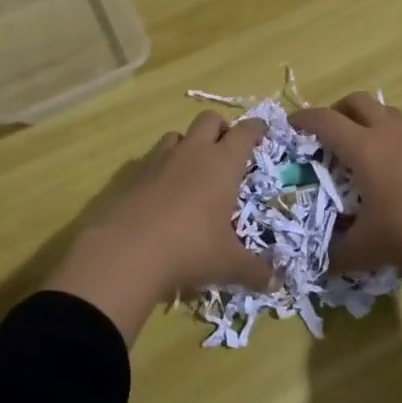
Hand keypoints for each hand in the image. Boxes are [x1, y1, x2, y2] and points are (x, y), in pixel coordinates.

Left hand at [44, 111, 272, 342]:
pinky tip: (164, 189)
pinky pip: (154, 157)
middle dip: (222, 128)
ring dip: (190, 143)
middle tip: (227, 150)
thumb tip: (276, 283)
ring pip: (179, 134)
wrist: (126, 252)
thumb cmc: (189, 249)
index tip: (262, 130)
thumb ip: (255, 271)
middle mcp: (193, 152)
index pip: (245, 132)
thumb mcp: (228, 264)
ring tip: (194, 168)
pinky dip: (164, 165)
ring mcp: (160, 159)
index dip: (256, 128)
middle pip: (210, 119)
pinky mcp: (135, 173)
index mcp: (222, 164)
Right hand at [292, 93, 401, 275]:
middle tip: (326, 135)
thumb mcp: (367, 250)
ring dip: (365, 120)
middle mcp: (387, 133)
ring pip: (384, 111)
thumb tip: (319, 262)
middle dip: (336, 112)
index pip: (325, 121)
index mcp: (364, 148)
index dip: (303, 120)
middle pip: (356, 101)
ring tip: (358, 149)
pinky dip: (388, 137)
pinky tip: (389, 170)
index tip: (289, 127)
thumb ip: (337, 254)